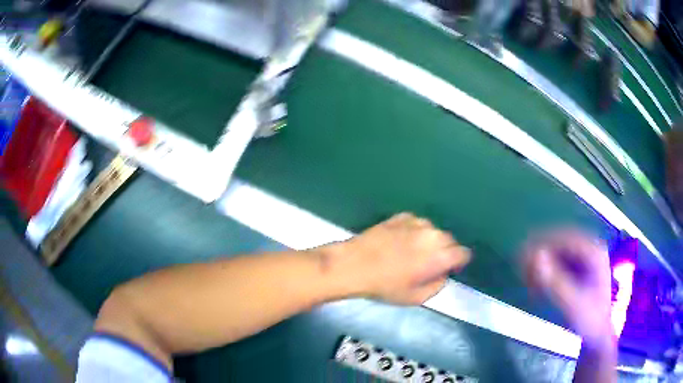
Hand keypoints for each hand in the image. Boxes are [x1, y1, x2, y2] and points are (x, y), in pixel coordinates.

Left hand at [331, 213, 470, 304]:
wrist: (354, 265)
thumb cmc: (385, 286)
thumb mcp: (416, 297)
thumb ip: (438, 284)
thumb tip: (443, 273)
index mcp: (440, 255)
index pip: (463, 253)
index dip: (459, 262)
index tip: (450, 269)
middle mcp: (433, 234)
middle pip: (450, 241)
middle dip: (445, 252)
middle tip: (429, 264)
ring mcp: (416, 222)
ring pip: (433, 231)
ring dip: (430, 241)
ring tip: (412, 253)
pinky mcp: (401, 216)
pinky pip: (417, 224)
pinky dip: (415, 232)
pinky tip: (400, 242)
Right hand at [523, 230, 613, 346]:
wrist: (598, 335)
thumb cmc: (589, 320)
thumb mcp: (572, 304)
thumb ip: (554, 281)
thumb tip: (535, 255)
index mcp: (594, 252)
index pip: (565, 238)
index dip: (542, 243)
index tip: (521, 256)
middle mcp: (590, 249)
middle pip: (560, 243)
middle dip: (540, 256)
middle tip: (521, 272)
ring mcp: (585, 259)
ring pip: (557, 253)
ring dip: (541, 266)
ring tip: (528, 284)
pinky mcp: (579, 269)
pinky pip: (558, 264)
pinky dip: (546, 274)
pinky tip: (538, 288)